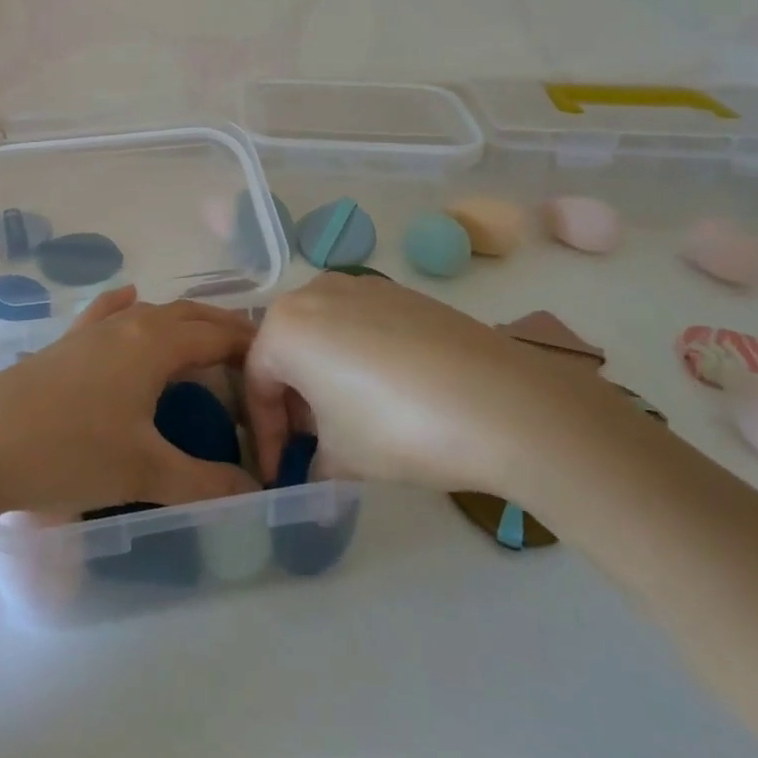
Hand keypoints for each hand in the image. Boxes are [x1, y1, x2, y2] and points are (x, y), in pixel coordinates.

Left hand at [0, 287, 259, 516]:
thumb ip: (204, 482)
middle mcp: (127, 325)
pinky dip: (125, 306)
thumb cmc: (69, 451)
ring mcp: (91, 331)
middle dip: (223, 328)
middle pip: (188, 314)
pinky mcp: (64, 345)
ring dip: (183, 320)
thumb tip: (255, 495)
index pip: (217, 335)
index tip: (277, 365)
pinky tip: (128, 297)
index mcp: (154, 343)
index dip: (251, 347)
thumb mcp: (143, 471)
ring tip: (205, 339)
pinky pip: (106, 314)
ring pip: (150, 313)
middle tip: (252, 353)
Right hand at [243, 272, 617, 495]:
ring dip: (326, 376)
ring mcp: (361, 286)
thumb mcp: (342, 457)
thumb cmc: (397, 427)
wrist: (501, 402)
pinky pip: (361, 325)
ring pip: (324, 334)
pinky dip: (359, 357)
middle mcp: (314, 292)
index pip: (257, 383)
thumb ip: (313, 462)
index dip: (265, 434)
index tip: (280, 471)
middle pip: (288, 350)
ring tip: (351, 420)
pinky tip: (390, 393)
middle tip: (313, 444)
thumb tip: (315, 470)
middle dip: (294, 400)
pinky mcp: (401, 292)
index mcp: (284, 326)